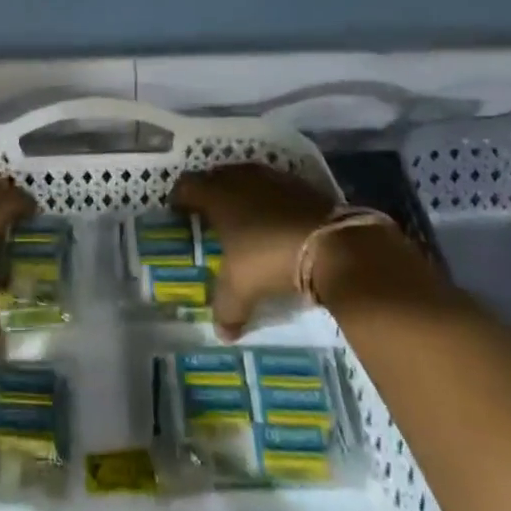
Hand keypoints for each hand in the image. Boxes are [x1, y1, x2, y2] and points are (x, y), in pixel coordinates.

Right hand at [171, 162, 335, 337]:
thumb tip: (222, 333)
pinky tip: (274, 219)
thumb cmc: (270, 258)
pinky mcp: (301, 184)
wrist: (332, 245)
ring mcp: (272, 178)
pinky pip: (274, 186)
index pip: (187, 186)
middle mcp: (241, 179)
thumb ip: (226, 308)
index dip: (179, 198)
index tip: (177, 213)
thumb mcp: (241, 288)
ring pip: (246, 178)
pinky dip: (269, 198)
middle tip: (208, 215)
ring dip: (241, 192)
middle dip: (210, 192)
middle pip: (216, 176)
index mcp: (217, 196)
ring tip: (241, 215)